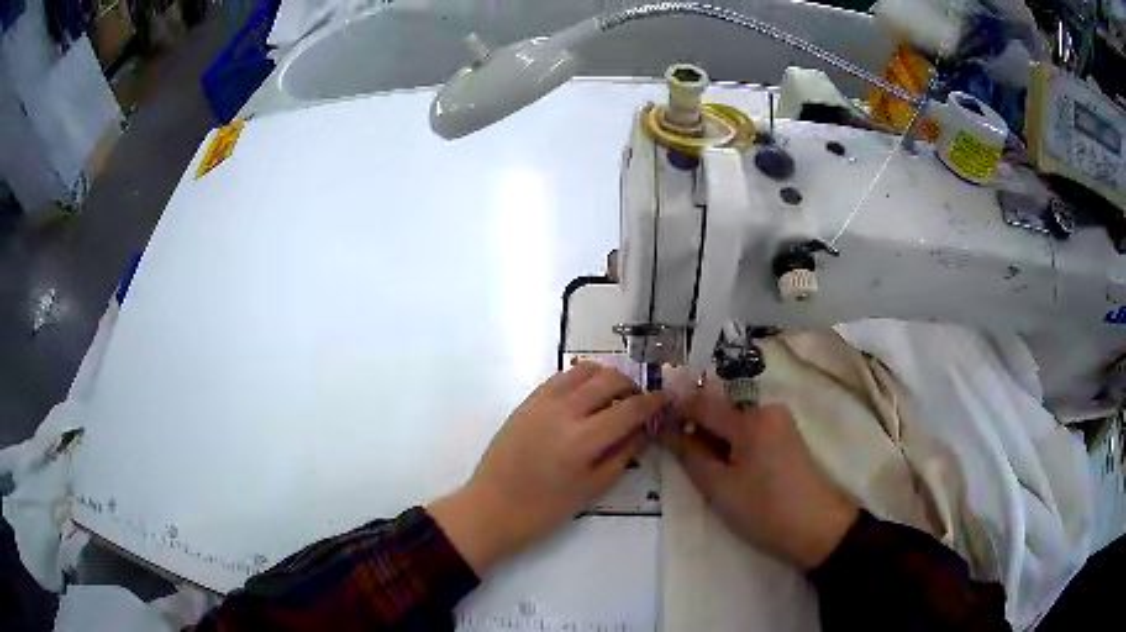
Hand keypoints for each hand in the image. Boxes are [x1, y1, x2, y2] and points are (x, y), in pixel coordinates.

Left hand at [428, 362, 665, 574]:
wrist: (491, 507)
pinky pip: (560, 377)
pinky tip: (585, 396)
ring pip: (585, 370)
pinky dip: (581, 378)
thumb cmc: (544, 509)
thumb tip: (644, 431)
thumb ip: (622, 456)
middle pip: (610, 379)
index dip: (653, 402)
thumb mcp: (591, 490)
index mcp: (583, 440)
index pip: (630, 409)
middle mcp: (564, 411)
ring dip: (607, 377)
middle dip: (633, 386)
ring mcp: (542, 402)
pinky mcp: (527, 401)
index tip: (666, 399)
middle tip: (639, 402)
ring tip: (614, 397)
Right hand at [665, 381, 857, 570]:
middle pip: (720, 410)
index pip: (702, 404)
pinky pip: (750, 431)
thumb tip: (665, 429)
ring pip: (735, 422)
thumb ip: (690, 454)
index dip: (674, 410)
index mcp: (750, 419)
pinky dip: (733, 444)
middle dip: (696, 427)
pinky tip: (727, 467)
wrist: (817, 528)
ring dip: (714, 437)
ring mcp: (780, 421)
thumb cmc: (764, 510)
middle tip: (676, 453)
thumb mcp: (719, 487)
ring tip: (702, 467)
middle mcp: (766, 409)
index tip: (651, 422)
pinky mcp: (787, 436)